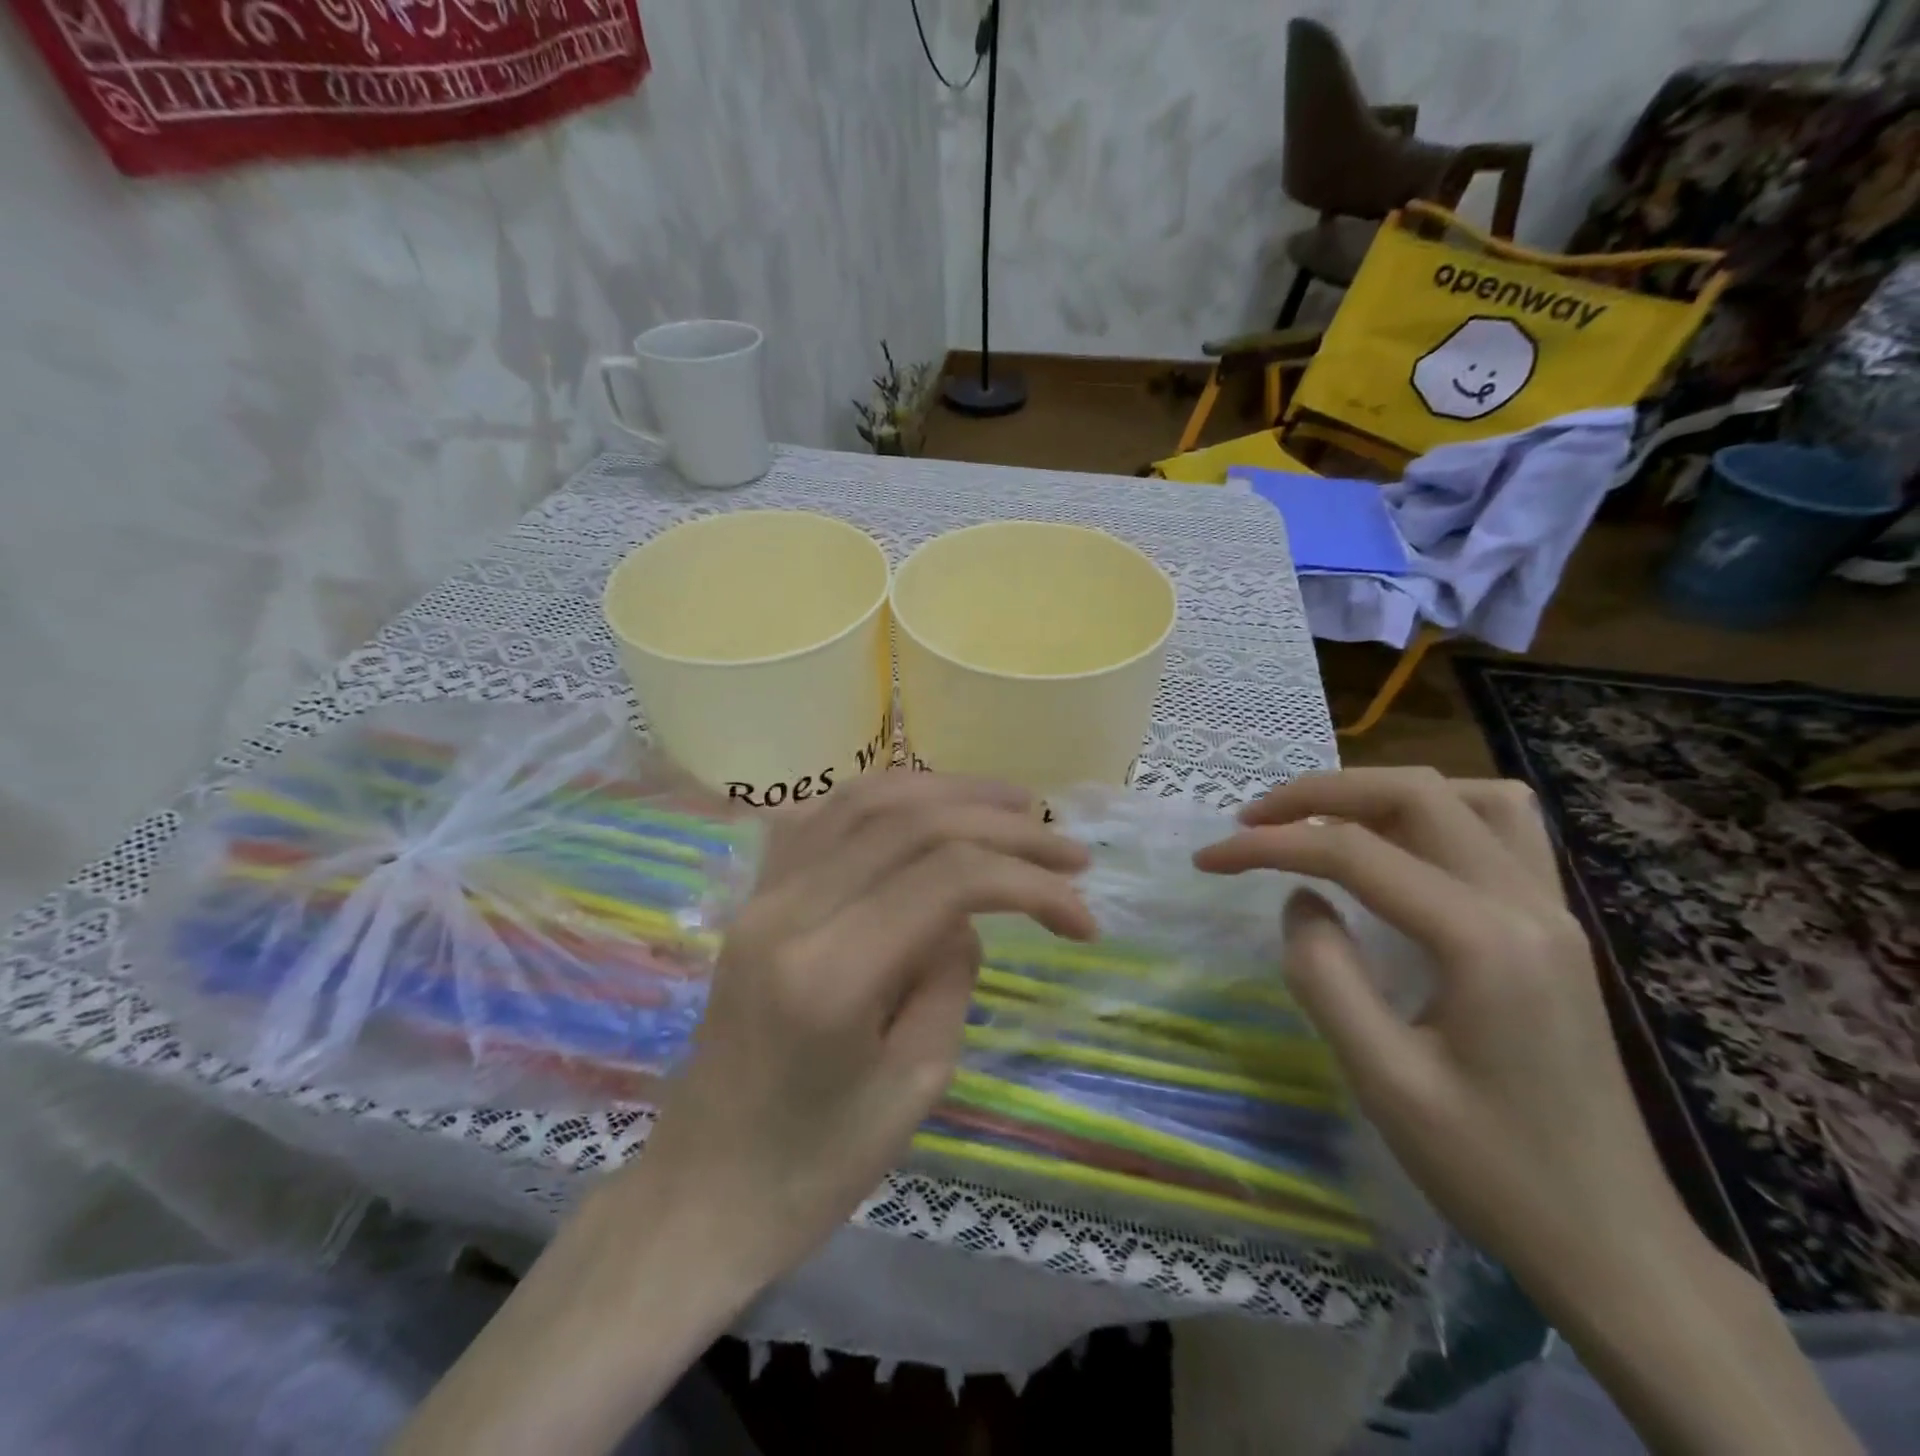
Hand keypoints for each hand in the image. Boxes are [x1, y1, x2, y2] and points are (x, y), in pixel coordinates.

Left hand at [636, 771, 1095, 1281]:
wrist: (700, 1191)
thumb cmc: (814, 1168)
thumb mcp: (915, 1086)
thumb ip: (952, 977)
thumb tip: (966, 916)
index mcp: (831, 973)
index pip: (948, 879)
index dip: (1029, 881)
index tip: (1083, 918)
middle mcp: (789, 910)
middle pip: (911, 823)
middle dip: (1003, 826)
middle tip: (1068, 845)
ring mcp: (763, 894)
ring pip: (866, 800)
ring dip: (949, 791)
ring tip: (1013, 805)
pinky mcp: (755, 896)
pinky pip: (825, 816)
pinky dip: (888, 798)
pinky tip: (928, 804)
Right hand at [1193, 767, 1687, 1284]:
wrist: (1614, 1246)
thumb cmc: (1492, 1172)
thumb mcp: (1383, 1080)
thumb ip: (1325, 975)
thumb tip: (1301, 900)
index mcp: (1485, 941)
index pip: (1355, 853)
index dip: (1269, 845)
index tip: (1209, 858)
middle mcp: (1528, 904)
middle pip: (1415, 796)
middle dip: (1319, 794)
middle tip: (1253, 820)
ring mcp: (1552, 911)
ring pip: (1469, 797)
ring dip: (1383, 793)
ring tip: (1324, 822)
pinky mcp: (1556, 928)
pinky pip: (1502, 830)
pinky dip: (1439, 812)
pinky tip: (1402, 847)